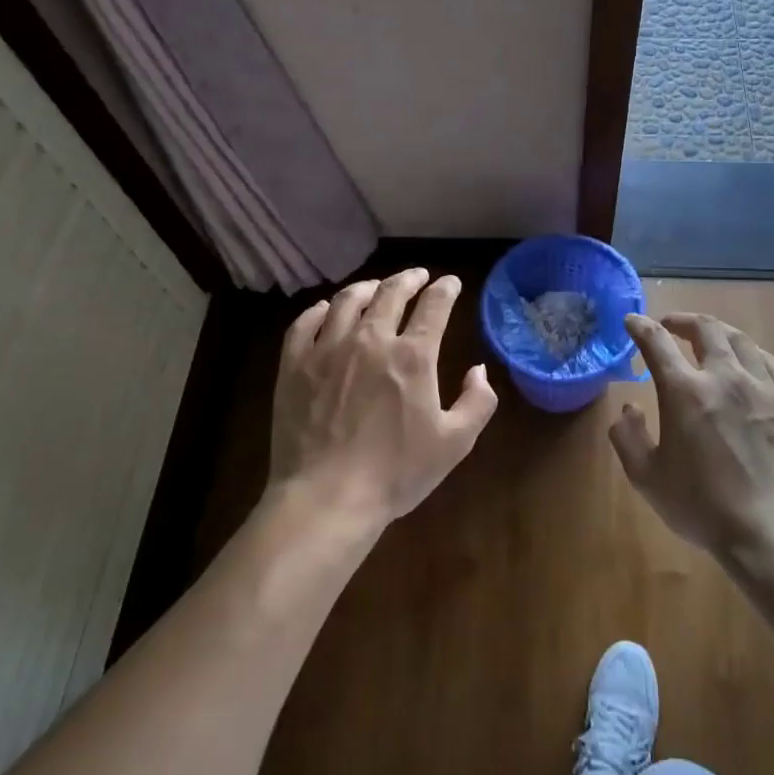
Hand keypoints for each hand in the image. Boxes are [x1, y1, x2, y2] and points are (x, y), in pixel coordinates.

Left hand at [269, 268, 498, 531]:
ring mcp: (327, 349)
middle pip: (391, 293)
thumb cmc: (396, 473)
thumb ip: (477, 402)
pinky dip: (319, 310)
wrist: (327, 498)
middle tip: (418, 276)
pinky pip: (305, 323)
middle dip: (409, 279)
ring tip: (376, 288)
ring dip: (367, 288)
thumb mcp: (455, 443)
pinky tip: (326, 310)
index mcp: (413, 356)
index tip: (451, 283)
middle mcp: (370, 340)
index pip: (434, 306)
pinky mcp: (294, 365)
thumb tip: (479, 371)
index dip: (446, 289)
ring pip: (347, 301)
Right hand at [610, 312, 773, 558]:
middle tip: (670, 325)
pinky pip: (773, 364)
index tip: (632, 320)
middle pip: (706, 329)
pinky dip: (754, 354)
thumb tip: (627, 408)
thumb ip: (628, 438)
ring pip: (742, 340)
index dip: (641, 327)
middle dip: (683, 320)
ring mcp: (764, 388)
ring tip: (709, 339)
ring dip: (719, 332)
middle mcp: (725, 377)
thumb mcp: (647, 478)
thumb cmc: (703, 507)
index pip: (657, 343)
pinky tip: (751, 363)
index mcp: (685, 391)